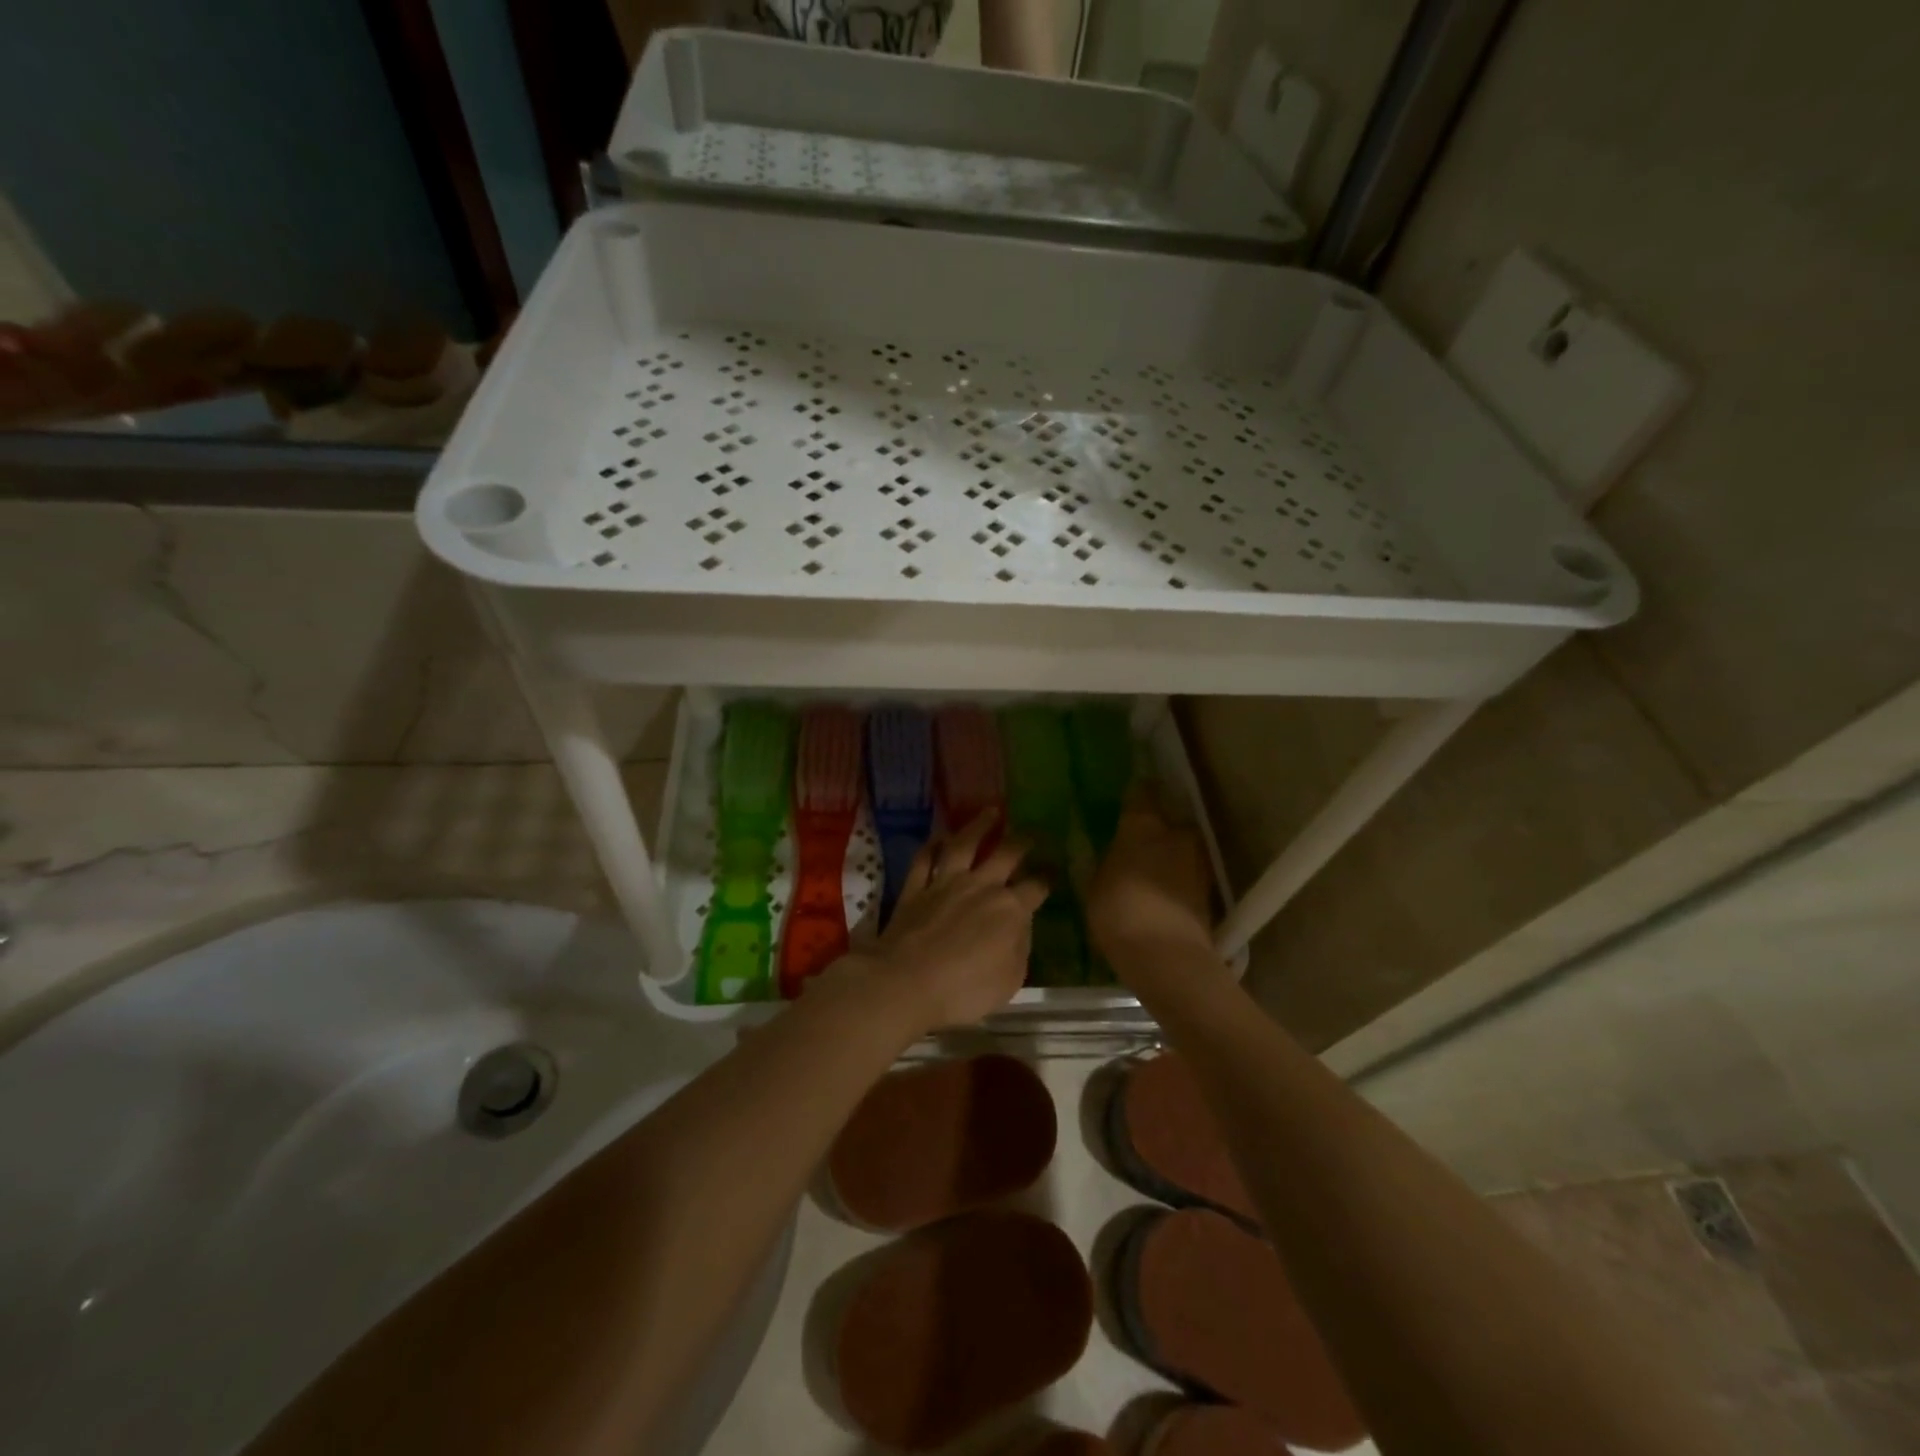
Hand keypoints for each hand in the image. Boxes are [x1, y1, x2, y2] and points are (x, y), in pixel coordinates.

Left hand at [834, 812, 1045, 1029]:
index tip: (1055, 869)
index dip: (1048, 877)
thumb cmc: (965, 990)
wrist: (906, 981)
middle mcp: (980, 886)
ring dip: (979, 826)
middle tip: (1032, 831)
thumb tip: (1022, 926)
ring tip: (991, 812)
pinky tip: (938, 838)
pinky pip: (924, 859)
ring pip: (964, 844)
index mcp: (1010, 909)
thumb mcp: (1010, 980)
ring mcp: (944, 883)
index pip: (1036, 887)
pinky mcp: (915, 888)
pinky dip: (932, 846)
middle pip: (1005, 854)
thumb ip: (1020, 948)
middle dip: (1022, 841)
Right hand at [1088, 797, 1214, 964]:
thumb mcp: (1095, 886)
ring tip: (1150, 874)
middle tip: (1139, 844)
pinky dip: (1177, 881)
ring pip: (1182, 850)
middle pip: (1169, 822)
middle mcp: (1176, 835)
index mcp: (1143, 827)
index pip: (1142, 794)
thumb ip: (1107, 863)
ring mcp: (1198, 864)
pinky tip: (1162, 895)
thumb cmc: (1120, 912)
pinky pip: (1188, 876)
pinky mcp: (1209, 892)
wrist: (1168, 957)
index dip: (1137, 793)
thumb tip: (1113, 856)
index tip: (1131, 794)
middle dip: (1158, 830)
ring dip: (1170, 857)